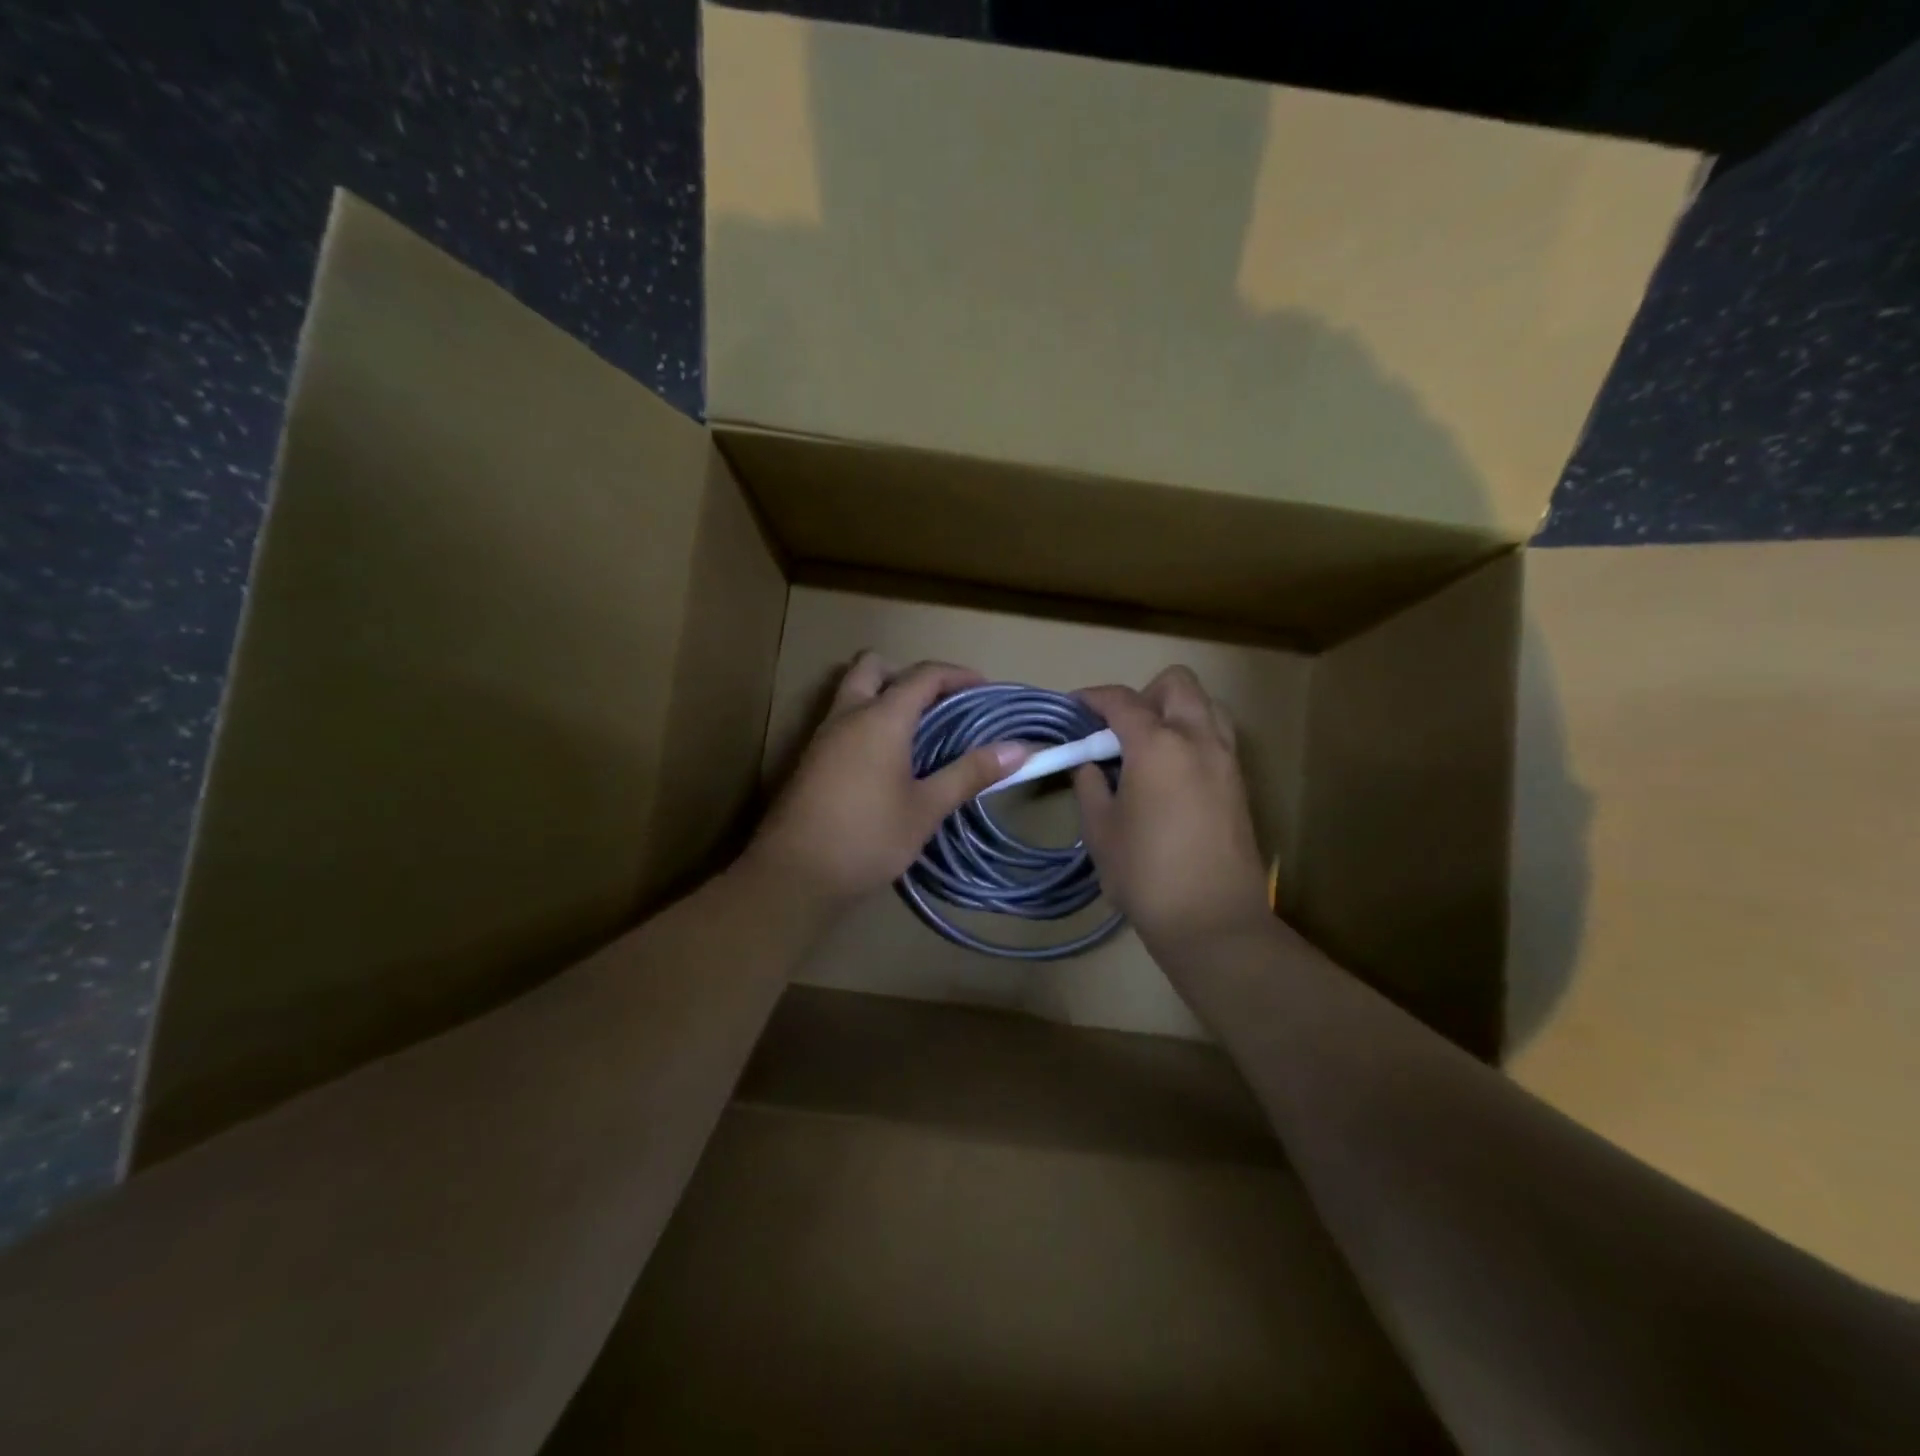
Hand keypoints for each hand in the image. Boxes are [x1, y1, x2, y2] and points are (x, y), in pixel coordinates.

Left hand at [746, 653, 1029, 912]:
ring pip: (853, 692)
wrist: (795, 875)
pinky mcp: (810, 760)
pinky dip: (868, 722)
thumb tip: (1019, 749)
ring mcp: (823, 736)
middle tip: (939, 706)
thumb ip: (969, 773)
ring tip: (918, 734)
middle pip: (874, 666)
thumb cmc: (868, 838)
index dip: (958, 675)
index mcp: (881, 718)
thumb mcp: (926, 808)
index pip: (924, 675)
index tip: (984, 690)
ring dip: (884, 697)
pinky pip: (843, 720)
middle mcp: (848, 715)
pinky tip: (887, 762)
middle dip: (909, 676)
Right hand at [1073, 667, 1271, 954]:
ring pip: (1205, 704)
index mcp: (1158, 745)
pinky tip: (1171, 772)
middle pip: (1176, 683)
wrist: (1212, 920)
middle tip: (1118, 730)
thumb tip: (1088, 763)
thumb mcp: (1100, 830)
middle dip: (1143, 694)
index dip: (1093, 698)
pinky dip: (1193, 734)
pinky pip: (1217, 734)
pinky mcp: (1240, 782)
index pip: (1121, 700)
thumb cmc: (1145, 874)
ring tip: (1149, 747)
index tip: (1074, 708)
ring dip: (1175, 710)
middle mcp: (1198, 739)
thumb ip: (1090, 785)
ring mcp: (1226, 759)